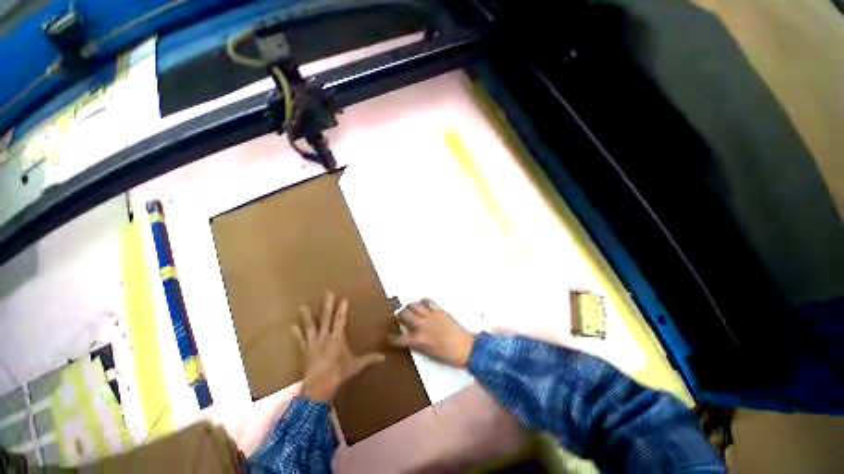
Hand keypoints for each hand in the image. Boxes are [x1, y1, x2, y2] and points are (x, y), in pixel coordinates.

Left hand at [292, 292, 384, 401]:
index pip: (340, 319)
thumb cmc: (338, 374)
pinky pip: (301, 340)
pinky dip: (297, 333)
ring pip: (310, 326)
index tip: (343, 297)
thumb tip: (384, 357)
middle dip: (327, 305)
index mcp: (337, 338)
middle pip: (326, 318)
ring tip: (303, 306)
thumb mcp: (356, 366)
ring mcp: (313, 344)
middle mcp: (324, 337)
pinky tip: (293, 326)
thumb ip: (369, 359)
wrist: (318, 388)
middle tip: (327, 293)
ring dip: (308, 316)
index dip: (342, 308)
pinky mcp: (305, 352)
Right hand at [390, 299, 475, 367]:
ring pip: (414, 305)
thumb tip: (410, 337)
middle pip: (405, 314)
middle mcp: (422, 325)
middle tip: (399, 317)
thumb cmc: (447, 355)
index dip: (391, 338)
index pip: (400, 339)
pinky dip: (423, 301)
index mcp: (419, 340)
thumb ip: (417, 343)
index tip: (388, 337)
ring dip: (409, 307)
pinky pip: (428, 301)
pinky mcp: (439, 310)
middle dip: (399, 315)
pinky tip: (423, 305)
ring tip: (410, 310)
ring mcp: (431, 316)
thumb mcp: (429, 353)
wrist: (466, 348)